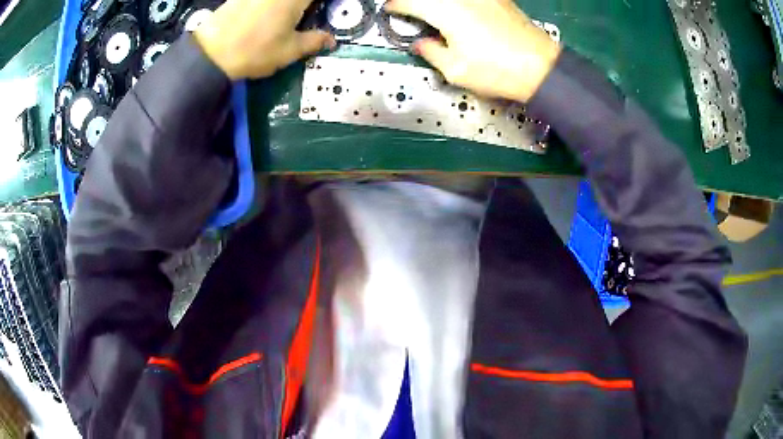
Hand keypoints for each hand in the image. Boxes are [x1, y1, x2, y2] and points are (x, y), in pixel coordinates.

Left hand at [193, 0, 334, 79]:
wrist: (210, 55)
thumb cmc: (255, 51)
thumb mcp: (290, 51)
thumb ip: (314, 41)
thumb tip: (330, 40)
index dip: (323, 5)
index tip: (325, 11)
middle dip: (305, 6)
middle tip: (307, 16)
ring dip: (285, 7)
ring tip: (285, 20)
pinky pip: (263, 1)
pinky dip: (268, 7)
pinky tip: (264, 18)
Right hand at [384, 0, 560, 102]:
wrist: (541, 68)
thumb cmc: (500, 70)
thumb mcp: (455, 70)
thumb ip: (430, 52)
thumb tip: (422, 44)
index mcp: (444, 11)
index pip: (408, 1)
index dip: (395, 7)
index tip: (391, 11)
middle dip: (413, 2)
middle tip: (408, 10)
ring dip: (434, 3)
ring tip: (430, 13)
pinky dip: (455, 3)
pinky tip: (455, 11)